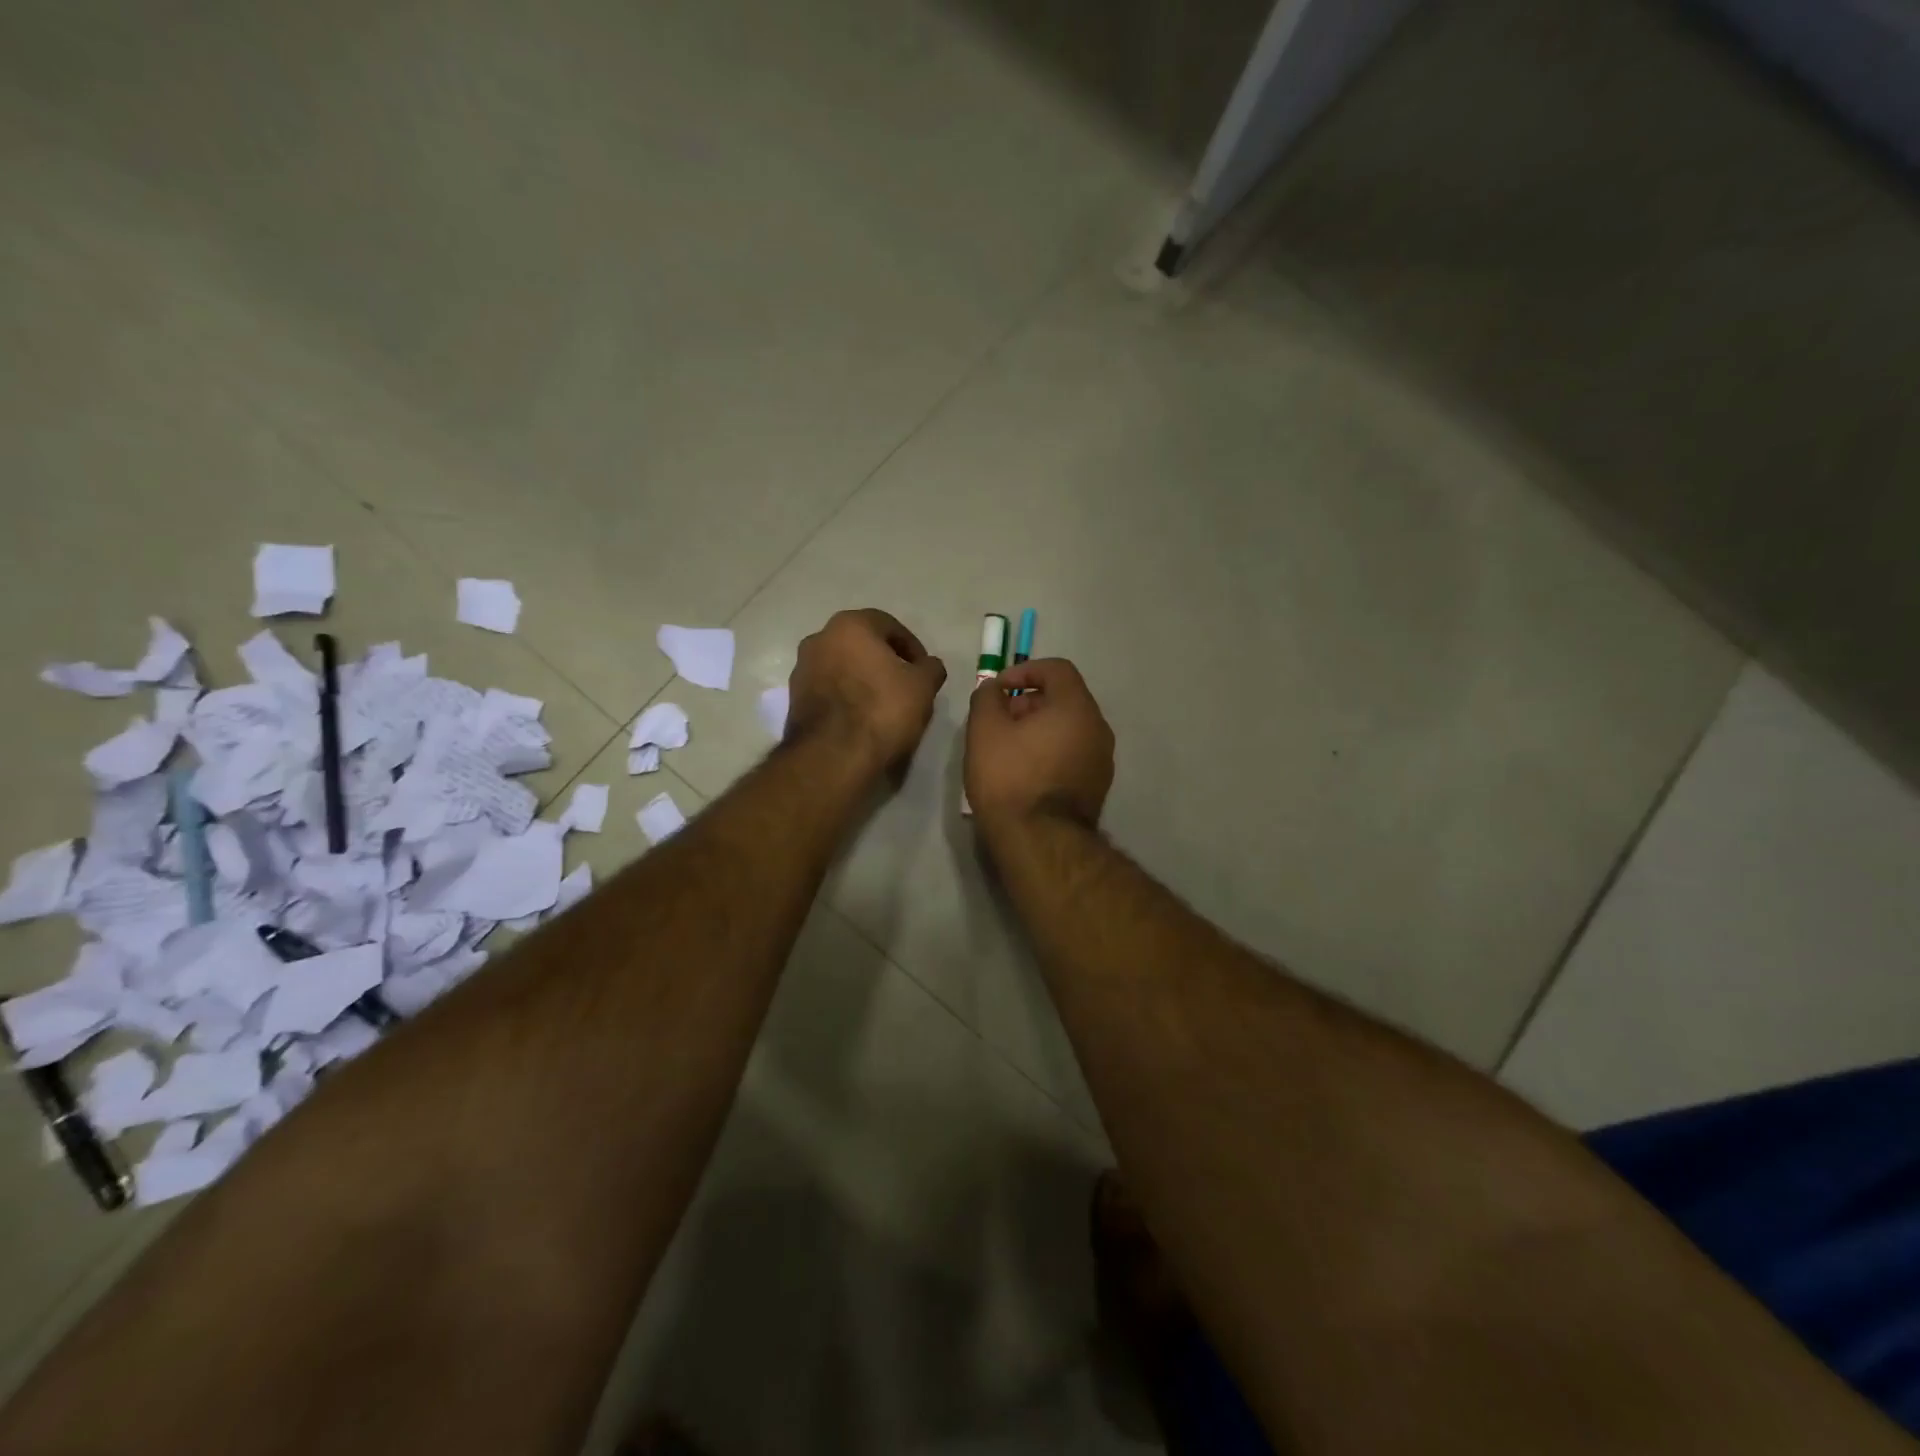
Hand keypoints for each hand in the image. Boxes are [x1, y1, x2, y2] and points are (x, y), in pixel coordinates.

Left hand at [787, 609, 947, 773]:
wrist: (833, 756)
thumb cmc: (882, 709)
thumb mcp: (923, 686)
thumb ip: (930, 668)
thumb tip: (928, 666)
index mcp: (849, 625)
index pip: (889, 626)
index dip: (912, 648)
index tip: (924, 671)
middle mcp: (819, 639)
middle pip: (861, 645)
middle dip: (884, 662)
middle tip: (906, 686)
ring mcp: (801, 670)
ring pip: (843, 668)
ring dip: (863, 680)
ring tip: (884, 706)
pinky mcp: (794, 701)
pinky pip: (829, 690)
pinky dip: (846, 698)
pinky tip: (862, 719)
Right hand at [965, 658, 1113, 830]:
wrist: (1040, 842)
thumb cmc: (1010, 778)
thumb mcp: (984, 730)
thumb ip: (987, 697)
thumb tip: (994, 690)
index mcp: (1077, 708)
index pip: (1056, 669)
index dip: (1024, 671)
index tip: (998, 689)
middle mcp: (1098, 729)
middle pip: (1064, 699)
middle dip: (1028, 702)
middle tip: (998, 721)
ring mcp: (1102, 760)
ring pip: (1069, 729)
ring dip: (1039, 729)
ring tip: (1007, 748)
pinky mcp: (1097, 787)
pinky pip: (1073, 754)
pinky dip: (1050, 752)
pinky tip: (1024, 772)